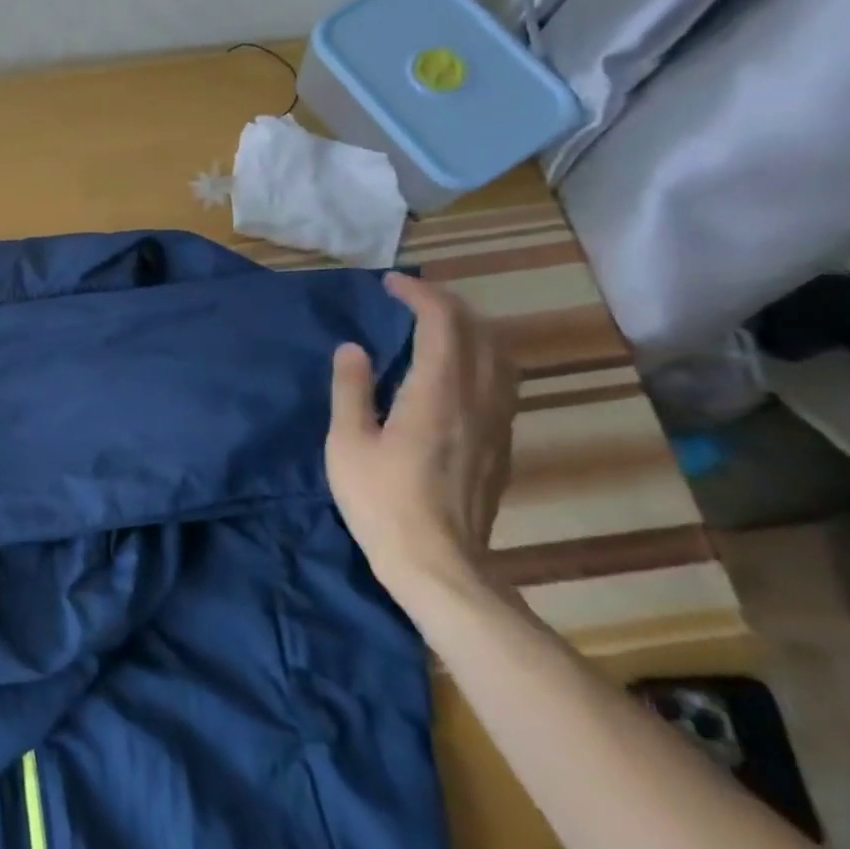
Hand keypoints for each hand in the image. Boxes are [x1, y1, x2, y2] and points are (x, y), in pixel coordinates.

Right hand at [326, 272, 516, 603]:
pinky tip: (458, 371)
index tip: (391, 284)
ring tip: (439, 326)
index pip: (442, 323)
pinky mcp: (501, 444)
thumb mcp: (347, 443)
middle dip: (448, 304)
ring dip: (471, 329)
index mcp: (437, 393)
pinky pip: (502, 382)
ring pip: (500, 356)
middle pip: (479, 332)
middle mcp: (477, 399)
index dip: (420, 295)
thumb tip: (354, 348)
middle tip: (412, 298)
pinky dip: (481, 357)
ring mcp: (496, 423)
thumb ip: (351, 390)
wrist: (438, 564)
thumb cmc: (381, 502)